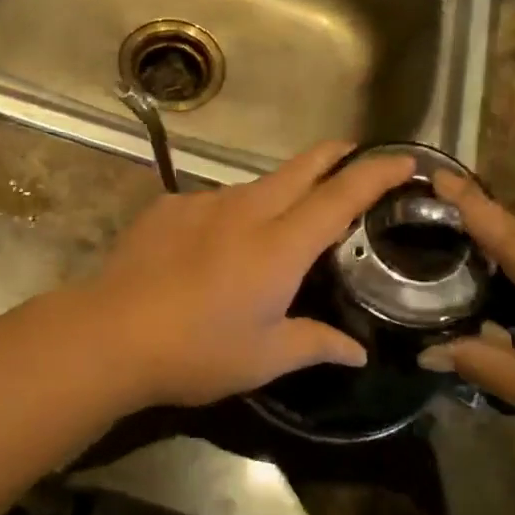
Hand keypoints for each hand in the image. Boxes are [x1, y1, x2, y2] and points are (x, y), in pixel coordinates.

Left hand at [79, 142, 413, 408]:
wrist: (110, 332)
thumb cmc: (196, 351)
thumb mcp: (263, 358)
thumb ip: (315, 344)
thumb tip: (356, 350)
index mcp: (279, 245)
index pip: (339, 196)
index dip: (375, 173)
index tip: (404, 158)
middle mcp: (245, 209)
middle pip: (301, 167)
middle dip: (334, 156)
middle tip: (354, 157)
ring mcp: (203, 202)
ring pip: (254, 186)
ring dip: (277, 195)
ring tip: (274, 230)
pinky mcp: (168, 206)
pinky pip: (212, 204)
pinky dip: (228, 217)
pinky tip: (211, 250)